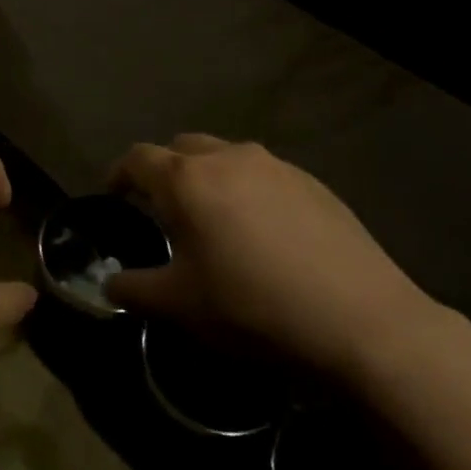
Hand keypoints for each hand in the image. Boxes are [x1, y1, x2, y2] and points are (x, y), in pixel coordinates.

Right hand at [103, 134, 441, 375]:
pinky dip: (248, 191)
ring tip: (216, 221)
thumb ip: (134, 289)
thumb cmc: (254, 308)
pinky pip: (264, 174)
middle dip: (165, 172)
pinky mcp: (312, 182)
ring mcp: (275, 165)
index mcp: (187, 179)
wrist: (362, 321)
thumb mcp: (181, 307)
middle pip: (182, 148)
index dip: (119, 174)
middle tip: (165, 211)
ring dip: (209, 178)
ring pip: (226, 157)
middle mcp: (228, 157)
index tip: (114, 196)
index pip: (138, 158)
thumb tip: (109, 284)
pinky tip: (265, 234)